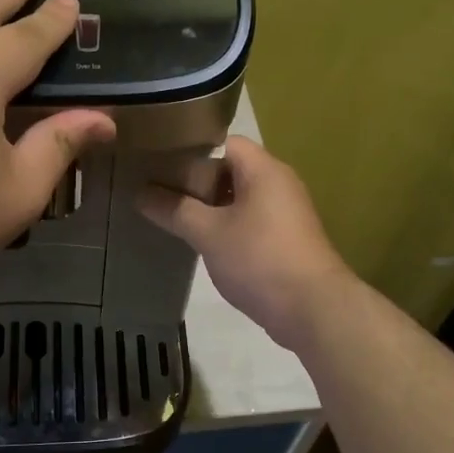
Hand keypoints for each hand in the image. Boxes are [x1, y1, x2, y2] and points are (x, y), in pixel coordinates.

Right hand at [138, 135, 354, 351]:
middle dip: (195, 181)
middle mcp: (278, 183)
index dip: (190, 151)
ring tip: (173, 217)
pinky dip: (226, 226)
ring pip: (238, 198)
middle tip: (158, 192)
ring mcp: (285, 212)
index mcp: (263, 169)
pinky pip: (249, 220)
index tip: (159, 165)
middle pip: (229, 169)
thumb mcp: (208, 233)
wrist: (313, 309)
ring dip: (209, 207)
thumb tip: (140, 192)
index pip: (222, 143)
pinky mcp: (286, 239)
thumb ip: (174, 209)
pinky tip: (202, 243)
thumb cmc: (259, 259)